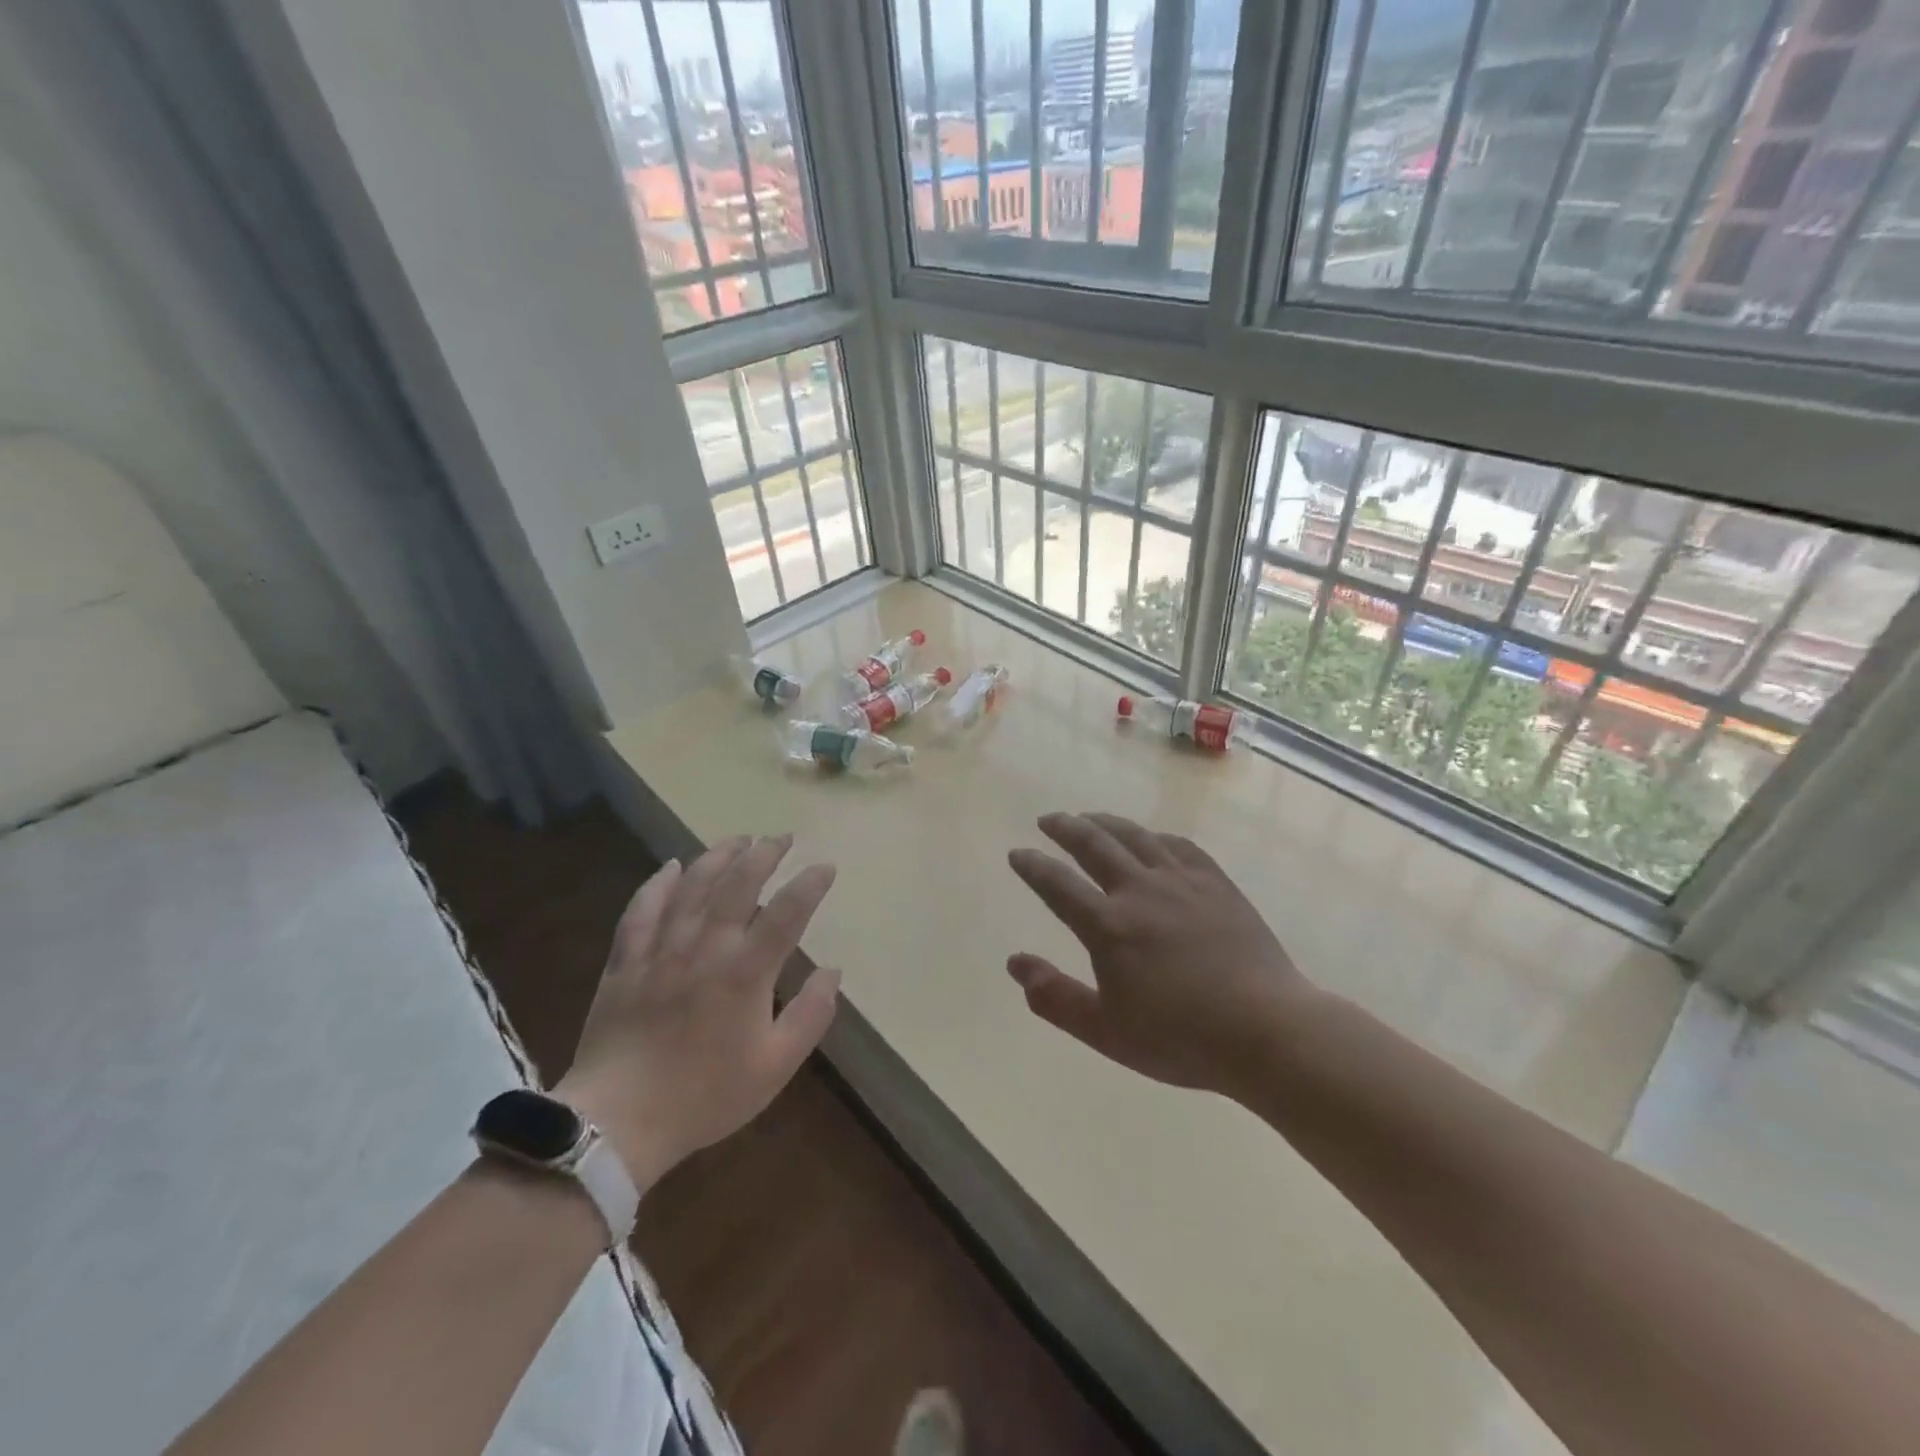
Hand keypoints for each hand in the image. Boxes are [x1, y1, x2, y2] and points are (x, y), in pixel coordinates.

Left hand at [554, 835, 838, 1190]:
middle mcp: (705, 947)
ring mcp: (660, 950)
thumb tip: (832, 971)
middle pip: (738, 884)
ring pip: (691, 886)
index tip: (825, 866)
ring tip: (738, 839)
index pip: (787, 913)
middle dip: (764, 854)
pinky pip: (641, 910)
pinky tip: (670, 866)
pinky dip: (657, 883)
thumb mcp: (775, 1066)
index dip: (810, 884)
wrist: (618, 1122)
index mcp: (745, 972)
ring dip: (717, 856)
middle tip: (781, 838)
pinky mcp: (625, 961)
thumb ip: (811, 1015)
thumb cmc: (705, 1096)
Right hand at [1007, 813, 1313, 1097]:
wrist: (1267, 1030)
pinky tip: (1151, 838)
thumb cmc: (1181, 1038)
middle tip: (1048, 820)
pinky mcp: (1215, 883)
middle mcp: (1140, 890)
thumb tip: (1014, 963)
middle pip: (1094, 844)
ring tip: (1089, 817)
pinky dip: (1155, 835)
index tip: (1017, 853)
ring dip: (1105, 822)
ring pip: (1135, 836)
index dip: (1033, 866)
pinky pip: (1179, 845)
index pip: (1057, 884)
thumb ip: (1055, 997)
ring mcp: (1181, 881)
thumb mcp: (1106, 1032)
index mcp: (1108, 926)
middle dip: (1065, 828)